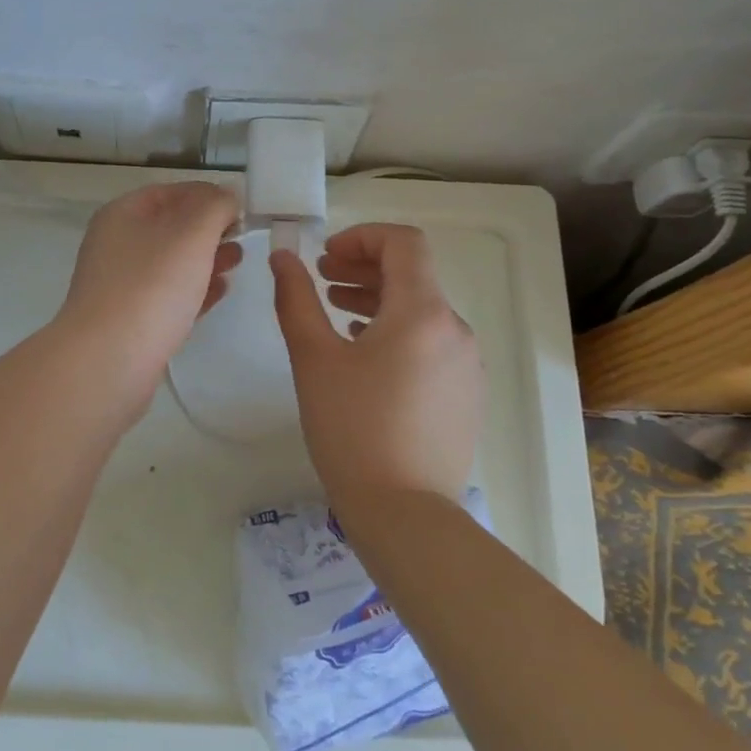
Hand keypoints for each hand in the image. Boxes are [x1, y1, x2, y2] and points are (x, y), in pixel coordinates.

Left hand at [56, 181, 242, 398]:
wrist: (108, 361)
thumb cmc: (151, 287)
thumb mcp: (191, 233)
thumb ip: (215, 206)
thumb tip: (226, 196)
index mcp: (123, 214)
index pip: (171, 192)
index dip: (208, 195)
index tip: (242, 209)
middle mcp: (117, 245)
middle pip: (171, 227)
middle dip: (209, 229)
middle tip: (243, 237)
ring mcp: (121, 285)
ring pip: (172, 263)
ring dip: (206, 259)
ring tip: (237, 263)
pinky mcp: (131, 321)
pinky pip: (169, 296)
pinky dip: (196, 289)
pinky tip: (221, 292)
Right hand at [270, 224, 480, 504]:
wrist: (405, 514)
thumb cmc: (352, 428)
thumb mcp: (313, 358)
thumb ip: (296, 298)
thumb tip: (283, 257)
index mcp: (423, 312)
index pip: (404, 243)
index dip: (362, 237)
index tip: (326, 255)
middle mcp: (455, 329)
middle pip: (413, 275)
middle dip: (365, 266)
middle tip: (323, 278)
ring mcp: (467, 364)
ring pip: (422, 310)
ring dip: (379, 299)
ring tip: (337, 312)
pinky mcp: (466, 393)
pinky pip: (432, 343)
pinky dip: (398, 332)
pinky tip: (366, 354)